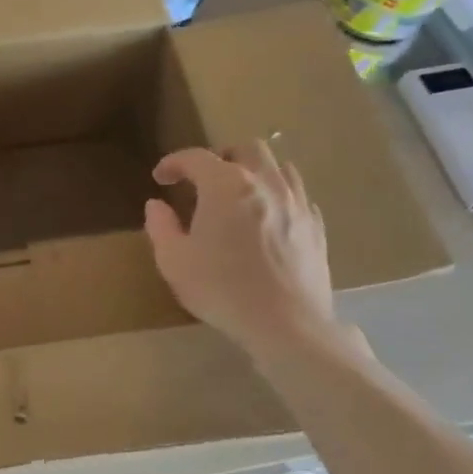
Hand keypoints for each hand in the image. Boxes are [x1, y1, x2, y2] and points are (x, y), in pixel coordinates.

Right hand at [143, 141, 336, 363]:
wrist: (285, 325)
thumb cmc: (222, 289)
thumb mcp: (174, 261)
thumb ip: (161, 226)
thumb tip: (156, 205)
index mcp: (226, 185)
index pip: (196, 157)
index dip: (174, 163)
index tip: (161, 178)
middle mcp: (265, 183)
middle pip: (246, 148)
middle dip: (221, 157)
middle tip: (204, 180)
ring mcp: (296, 203)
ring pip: (279, 166)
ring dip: (255, 171)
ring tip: (239, 194)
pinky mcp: (316, 227)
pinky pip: (298, 196)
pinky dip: (279, 196)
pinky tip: (269, 217)